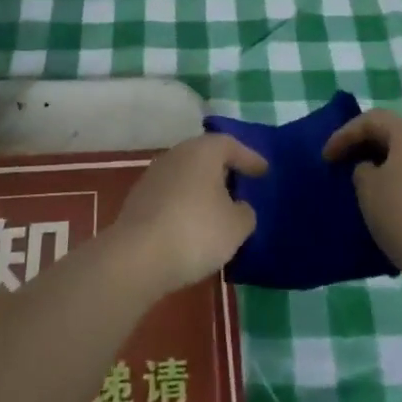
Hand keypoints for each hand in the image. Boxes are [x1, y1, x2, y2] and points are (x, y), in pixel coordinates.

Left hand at [110, 133, 268, 296]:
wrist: (137, 257)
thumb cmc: (196, 231)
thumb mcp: (236, 226)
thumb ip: (244, 212)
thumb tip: (238, 207)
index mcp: (202, 151)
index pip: (230, 145)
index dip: (249, 158)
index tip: (263, 170)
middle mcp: (176, 155)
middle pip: (205, 157)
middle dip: (223, 170)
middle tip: (241, 185)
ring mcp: (153, 176)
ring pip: (186, 176)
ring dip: (202, 189)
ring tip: (218, 209)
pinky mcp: (138, 200)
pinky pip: (171, 195)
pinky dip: (185, 205)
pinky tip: (193, 225)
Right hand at [323, 109, 401, 276]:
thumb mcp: (368, 189)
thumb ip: (362, 171)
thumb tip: (372, 170)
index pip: (373, 119)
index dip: (345, 133)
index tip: (327, 157)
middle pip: (393, 136)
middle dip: (364, 147)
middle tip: (343, 165)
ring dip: (382, 169)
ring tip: (362, 188)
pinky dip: (398, 187)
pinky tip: (387, 210)